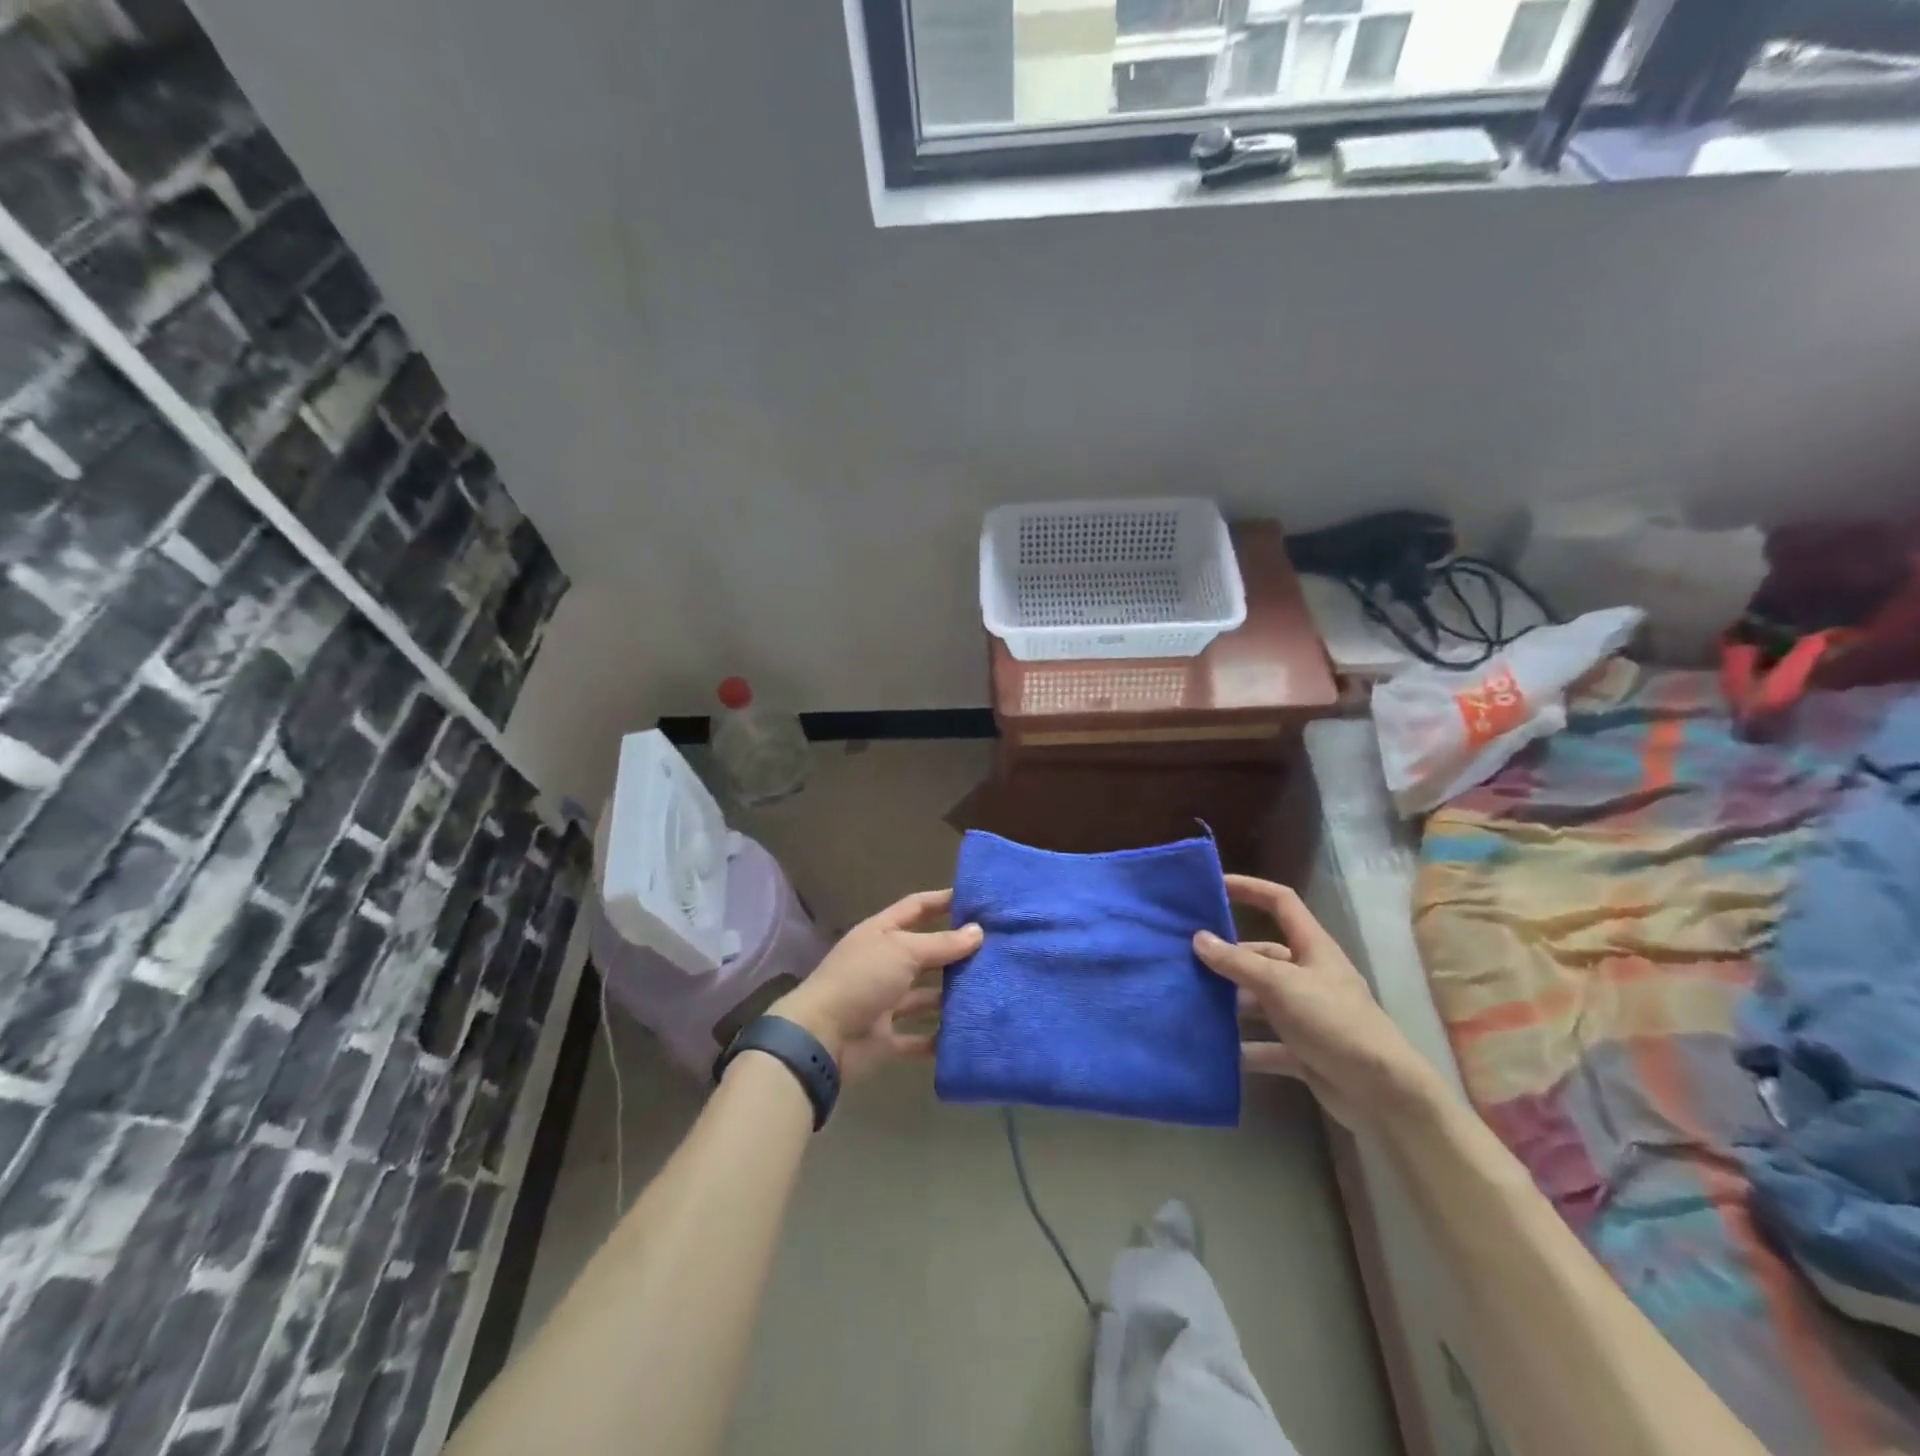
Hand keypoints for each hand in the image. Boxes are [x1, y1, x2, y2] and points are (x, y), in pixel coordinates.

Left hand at [771, 889, 981, 1080]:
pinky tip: (969, 1033)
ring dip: (951, 997)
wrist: (821, 1038)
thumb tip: (978, 932)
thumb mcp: (903, 951)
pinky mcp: (887, 1038)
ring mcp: (885, 1002)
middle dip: (955, 952)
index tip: (978, 900)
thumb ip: (941, 944)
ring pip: (925, 996)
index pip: (916, 908)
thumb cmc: (862, 979)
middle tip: (996, 951)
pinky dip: (939, 1038)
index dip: (943, 901)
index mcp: (882, 933)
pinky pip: (919, 1037)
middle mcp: (884, 964)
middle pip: (925, 953)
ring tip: (990, 992)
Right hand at [1193, 875, 1441, 1131]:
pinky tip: (1214, 1050)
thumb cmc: (1333, 1022)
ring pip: (1259, 1000)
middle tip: (1185, 960)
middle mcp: (1308, 975)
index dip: (1250, 889)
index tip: (1214, 887)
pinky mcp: (1303, 1050)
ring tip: (1190, 1001)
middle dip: (1227, 958)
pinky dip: (1243, 1047)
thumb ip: (1237, 963)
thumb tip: (1198, 938)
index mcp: (1312, 948)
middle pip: (1261, 956)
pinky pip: (1265, 1043)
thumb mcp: (1280, 985)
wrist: (1382, 1093)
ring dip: (1230, 1003)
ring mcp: (1306, 1014)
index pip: (1280, 902)